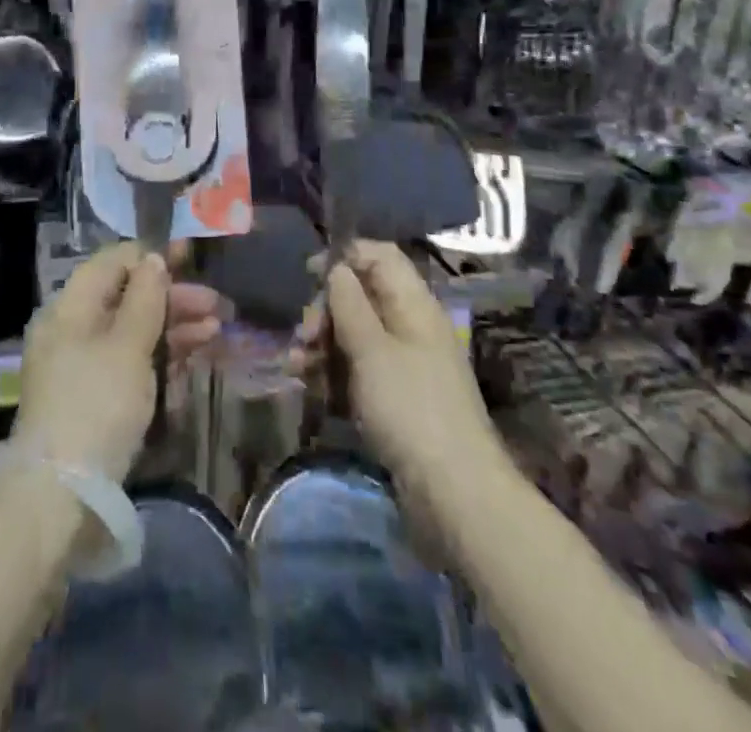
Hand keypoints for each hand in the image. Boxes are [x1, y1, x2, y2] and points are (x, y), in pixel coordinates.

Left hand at [13, 242, 225, 480]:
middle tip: (215, 303)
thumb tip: (154, 259)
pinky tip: (196, 350)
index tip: (190, 256)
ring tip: (217, 327)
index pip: (112, 263)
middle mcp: (72, 329)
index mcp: (69, 308)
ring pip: (133, 329)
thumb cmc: (97, 405)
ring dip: (174, 324)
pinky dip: (162, 352)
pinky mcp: (96, 396)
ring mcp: (84, 364)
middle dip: (171, 296)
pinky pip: (131, 359)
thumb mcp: (127, 346)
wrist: (64, 495)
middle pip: (126, 297)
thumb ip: (145, 299)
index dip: (151, 256)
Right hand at [291, 240, 495, 498]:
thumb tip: (337, 267)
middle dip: (325, 310)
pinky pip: (359, 371)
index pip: (379, 257)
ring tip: (296, 367)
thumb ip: (349, 303)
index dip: (345, 257)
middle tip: (303, 335)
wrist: (454, 494)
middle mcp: (410, 327)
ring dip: (322, 345)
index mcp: (414, 304)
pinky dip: (333, 374)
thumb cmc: (410, 408)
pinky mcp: (397, 399)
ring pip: (355, 336)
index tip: (309, 274)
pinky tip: (309, 388)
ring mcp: (405, 365)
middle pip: (362, 297)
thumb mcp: (371, 349)